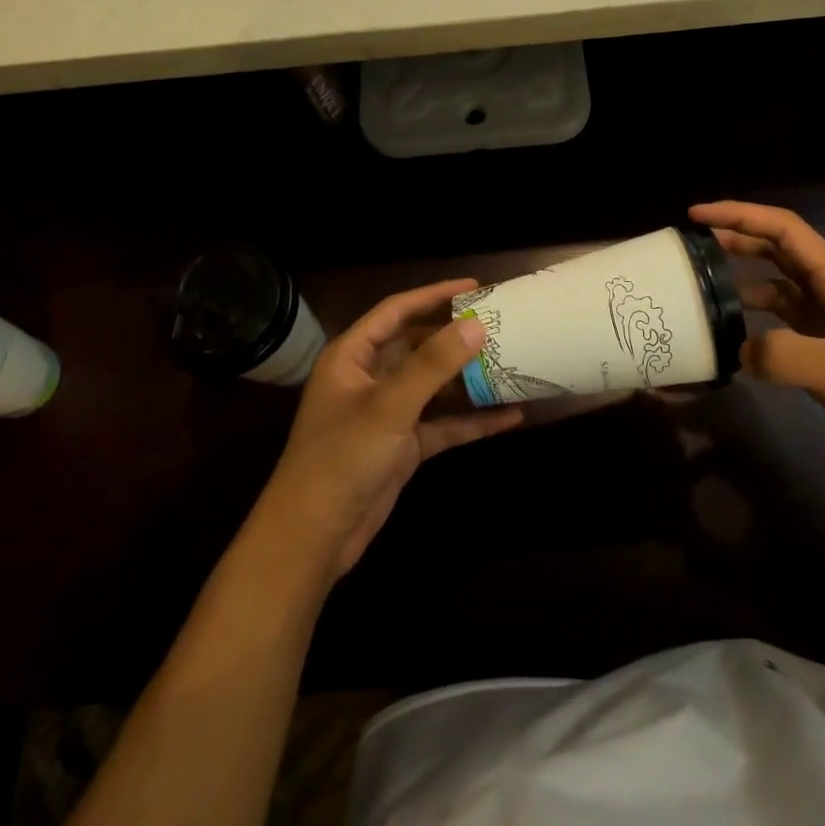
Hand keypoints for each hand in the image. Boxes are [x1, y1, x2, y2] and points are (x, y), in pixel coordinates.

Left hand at [255, 279, 522, 581]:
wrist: (313, 538)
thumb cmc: (341, 458)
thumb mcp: (389, 406)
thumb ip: (433, 364)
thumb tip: (476, 325)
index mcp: (352, 356)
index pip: (396, 311)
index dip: (433, 295)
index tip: (474, 287)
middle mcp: (369, 378)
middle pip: (417, 346)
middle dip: (456, 337)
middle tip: (499, 325)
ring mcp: (387, 413)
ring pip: (433, 386)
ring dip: (468, 379)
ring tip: (511, 362)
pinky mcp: (402, 445)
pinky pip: (442, 424)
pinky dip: (471, 420)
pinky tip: (509, 416)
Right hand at [690, 201, 824, 480]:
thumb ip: (782, 355)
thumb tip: (738, 349)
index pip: (784, 229)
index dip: (739, 214)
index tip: (697, 215)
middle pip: (778, 253)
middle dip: (735, 241)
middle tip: (691, 249)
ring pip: (779, 290)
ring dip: (743, 285)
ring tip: (704, 294)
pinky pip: (785, 328)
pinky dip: (758, 327)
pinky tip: (737, 344)